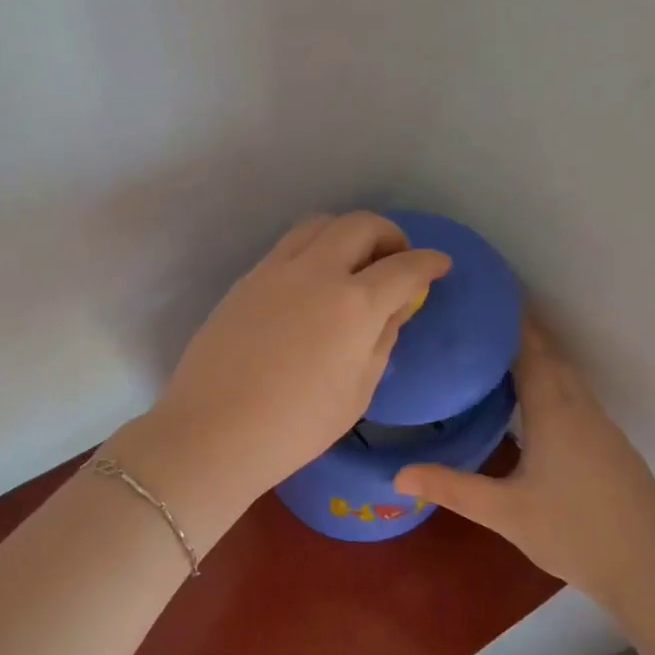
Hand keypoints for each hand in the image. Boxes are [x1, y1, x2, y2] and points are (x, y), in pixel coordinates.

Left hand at [131, 212, 450, 533]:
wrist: (214, 431)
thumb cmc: (296, 426)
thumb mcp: (358, 390)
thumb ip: (382, 339)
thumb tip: (395, 307)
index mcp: (354, 304)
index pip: (404, 267)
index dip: (429, 262)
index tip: (440, 264)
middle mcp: (317, 271)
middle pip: (361, 225)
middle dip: (390, 234)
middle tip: (396, 259)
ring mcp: (276, 270)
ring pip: (320, 224)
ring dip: (348, 232)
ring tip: (354, 261)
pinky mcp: (247, 279)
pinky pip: (289, 245)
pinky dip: (314, 248)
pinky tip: (314, 279)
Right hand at [394, 318, 654, 606]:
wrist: (654, 571)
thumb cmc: (574, 534)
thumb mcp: (504, 512)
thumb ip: (451, 487)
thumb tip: (398, 473)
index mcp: (554, 410)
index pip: (530, 348)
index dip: (510, 319)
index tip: (485, 294)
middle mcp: (581, 407)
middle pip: (551, 355)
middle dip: (520, 331)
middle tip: (481, 318)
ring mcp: (602, 426)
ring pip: (567, 376)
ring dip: (539, 355)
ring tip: (499, 351)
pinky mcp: (612, 446)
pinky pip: (577, 396)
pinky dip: (553, 380)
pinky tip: (535, 402)